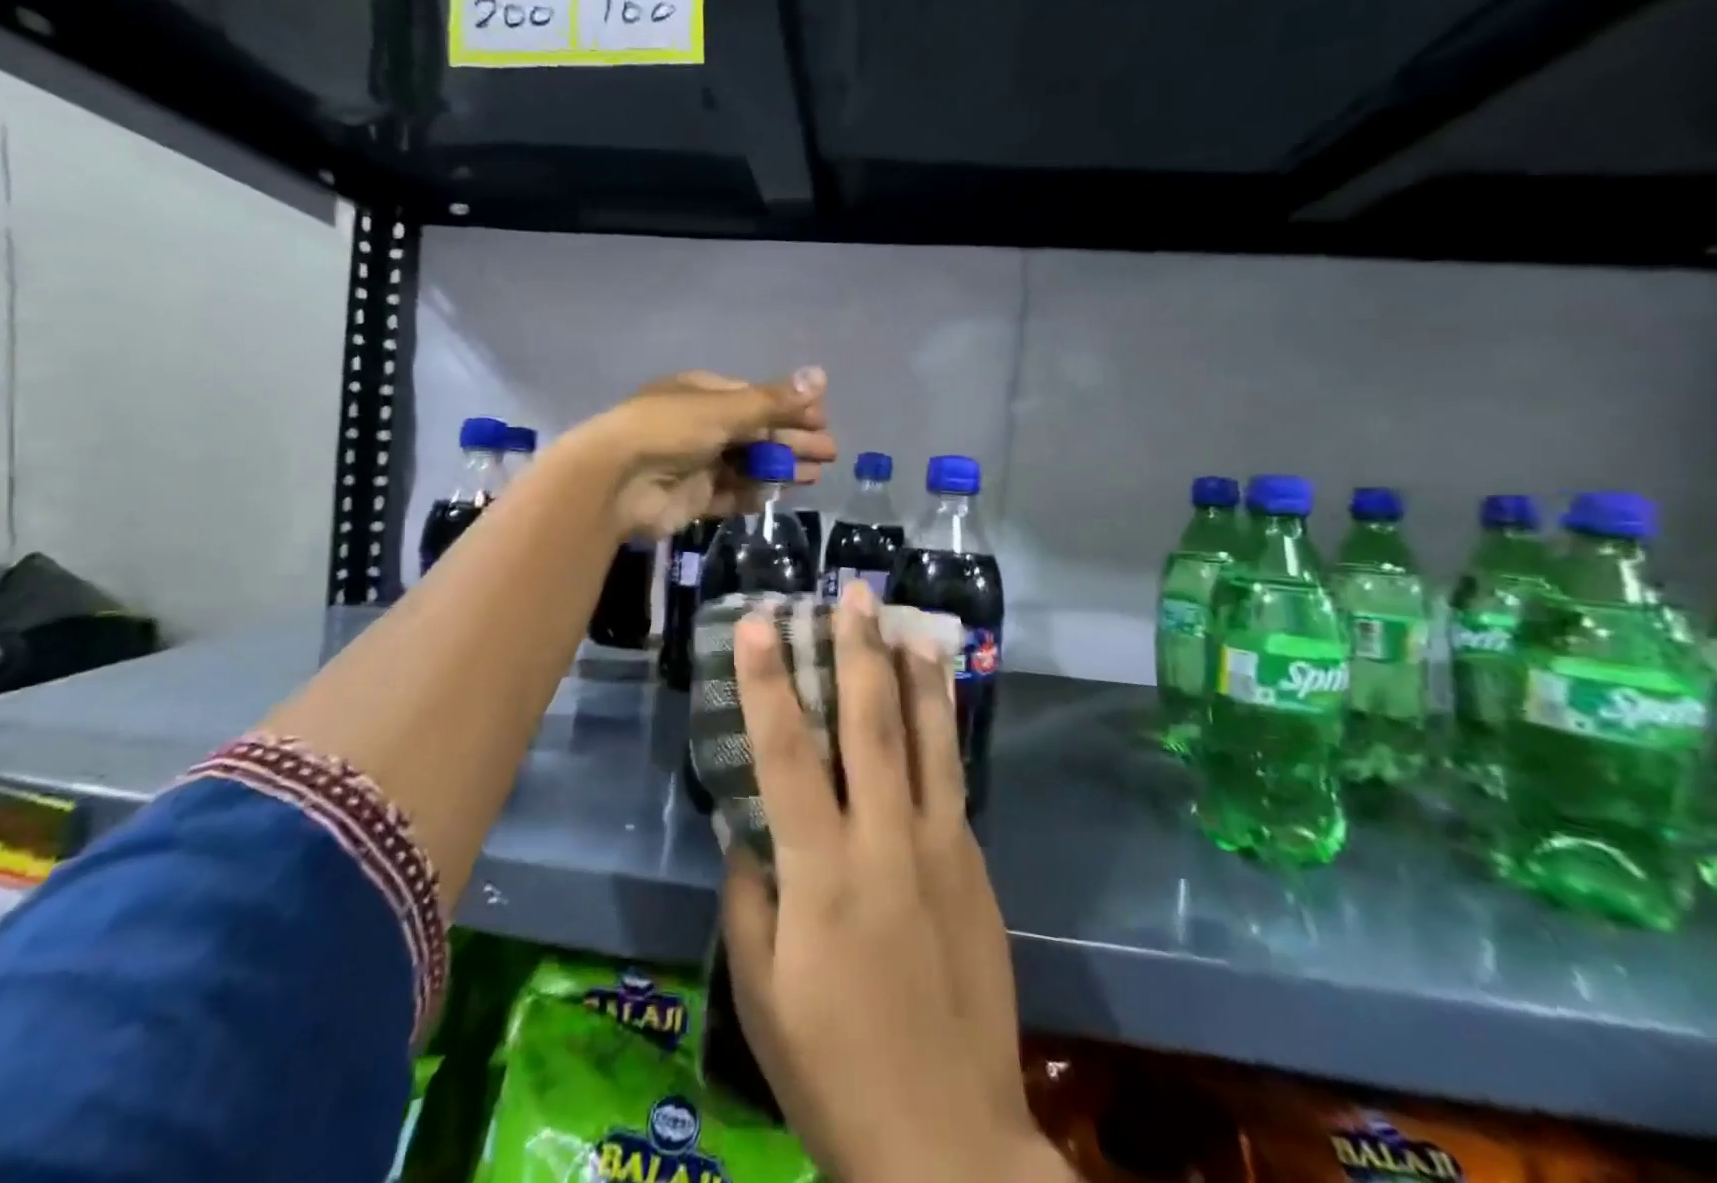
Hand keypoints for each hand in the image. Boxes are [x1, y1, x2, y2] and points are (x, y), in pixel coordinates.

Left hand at [574, 367, 836, 539]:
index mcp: (704, 394)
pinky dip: (752, 493)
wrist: (615, 482)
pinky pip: (729, 494)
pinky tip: (776, 495)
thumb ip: (774, 400)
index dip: (791, 408)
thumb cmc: (669, 430)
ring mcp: (696, 463)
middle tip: (829, 454)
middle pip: (756, 432)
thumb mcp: (725, 409)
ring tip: (814, 476)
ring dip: (779, 468)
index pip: (757, 398)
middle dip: (793, 441)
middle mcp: (701, 425)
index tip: (822, 421)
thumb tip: (821, 375)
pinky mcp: (692, 497)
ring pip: (747, 464)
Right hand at [720, 583, 1071, 1182]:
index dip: (768, 682)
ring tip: (910, 622)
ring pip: (929, 739)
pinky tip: (937, 701)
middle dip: (858, 649)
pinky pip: (952, 780)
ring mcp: (942, 849)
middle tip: (853, 593)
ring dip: (915, 674)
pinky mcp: (976, 867)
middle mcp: (886, 841)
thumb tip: (746, 823)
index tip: (760, 623)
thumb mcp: (760, 987)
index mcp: (822, 871)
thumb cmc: (833, 1067)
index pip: (787, 753)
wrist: (949, 1144)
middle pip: (871, 724)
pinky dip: (941, 729)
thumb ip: (747, 891)